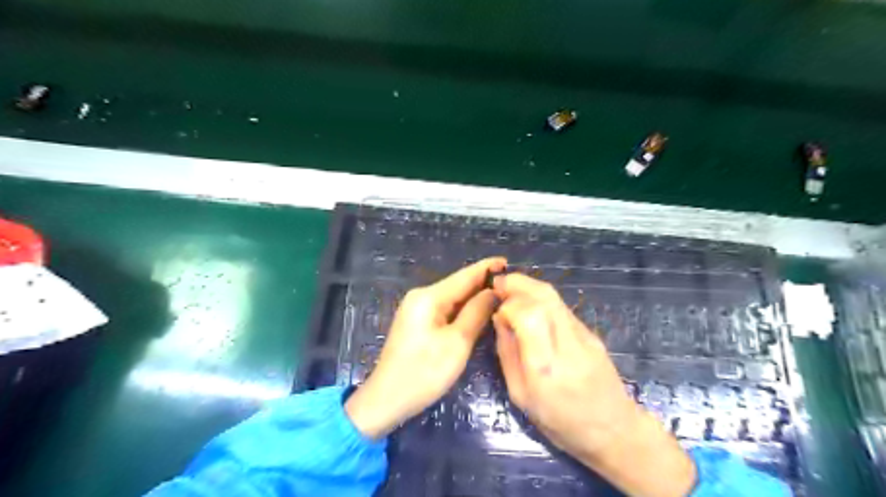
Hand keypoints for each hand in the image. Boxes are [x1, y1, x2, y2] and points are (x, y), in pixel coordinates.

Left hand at [350, 257, 508, 438]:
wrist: (386, 400)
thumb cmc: (424, 372)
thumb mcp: (457, 342)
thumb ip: (476, 312)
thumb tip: (493, 291)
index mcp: (428, 297)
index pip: (464, 276)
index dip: (487, 269)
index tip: (508, 262)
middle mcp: (421, 296)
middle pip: (458, 286)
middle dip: (483, 283)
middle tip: (512, 283)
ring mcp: (417, 309)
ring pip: (452, 298)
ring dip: (474, 297)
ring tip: (502, 294)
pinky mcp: (418, 323)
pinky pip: (445, 309)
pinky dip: (463, 310)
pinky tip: (479, 311)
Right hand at [492, 274, 691, 495]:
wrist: (614, 431)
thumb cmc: (560, 423)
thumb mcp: (520, 396)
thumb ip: (507, 354)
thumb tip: (499, 320)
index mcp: (546, 367)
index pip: (528, 315)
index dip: (508, 304)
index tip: (495, 308)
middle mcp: (567, 345)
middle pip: (544, 296)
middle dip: (517, 283)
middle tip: (497, 283)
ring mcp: (584, 336)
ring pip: (554, 297)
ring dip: (528, 286)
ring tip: (509, 288)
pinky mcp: (591, 333)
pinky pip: (561, 307)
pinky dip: (540, 298)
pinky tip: (529, 304)